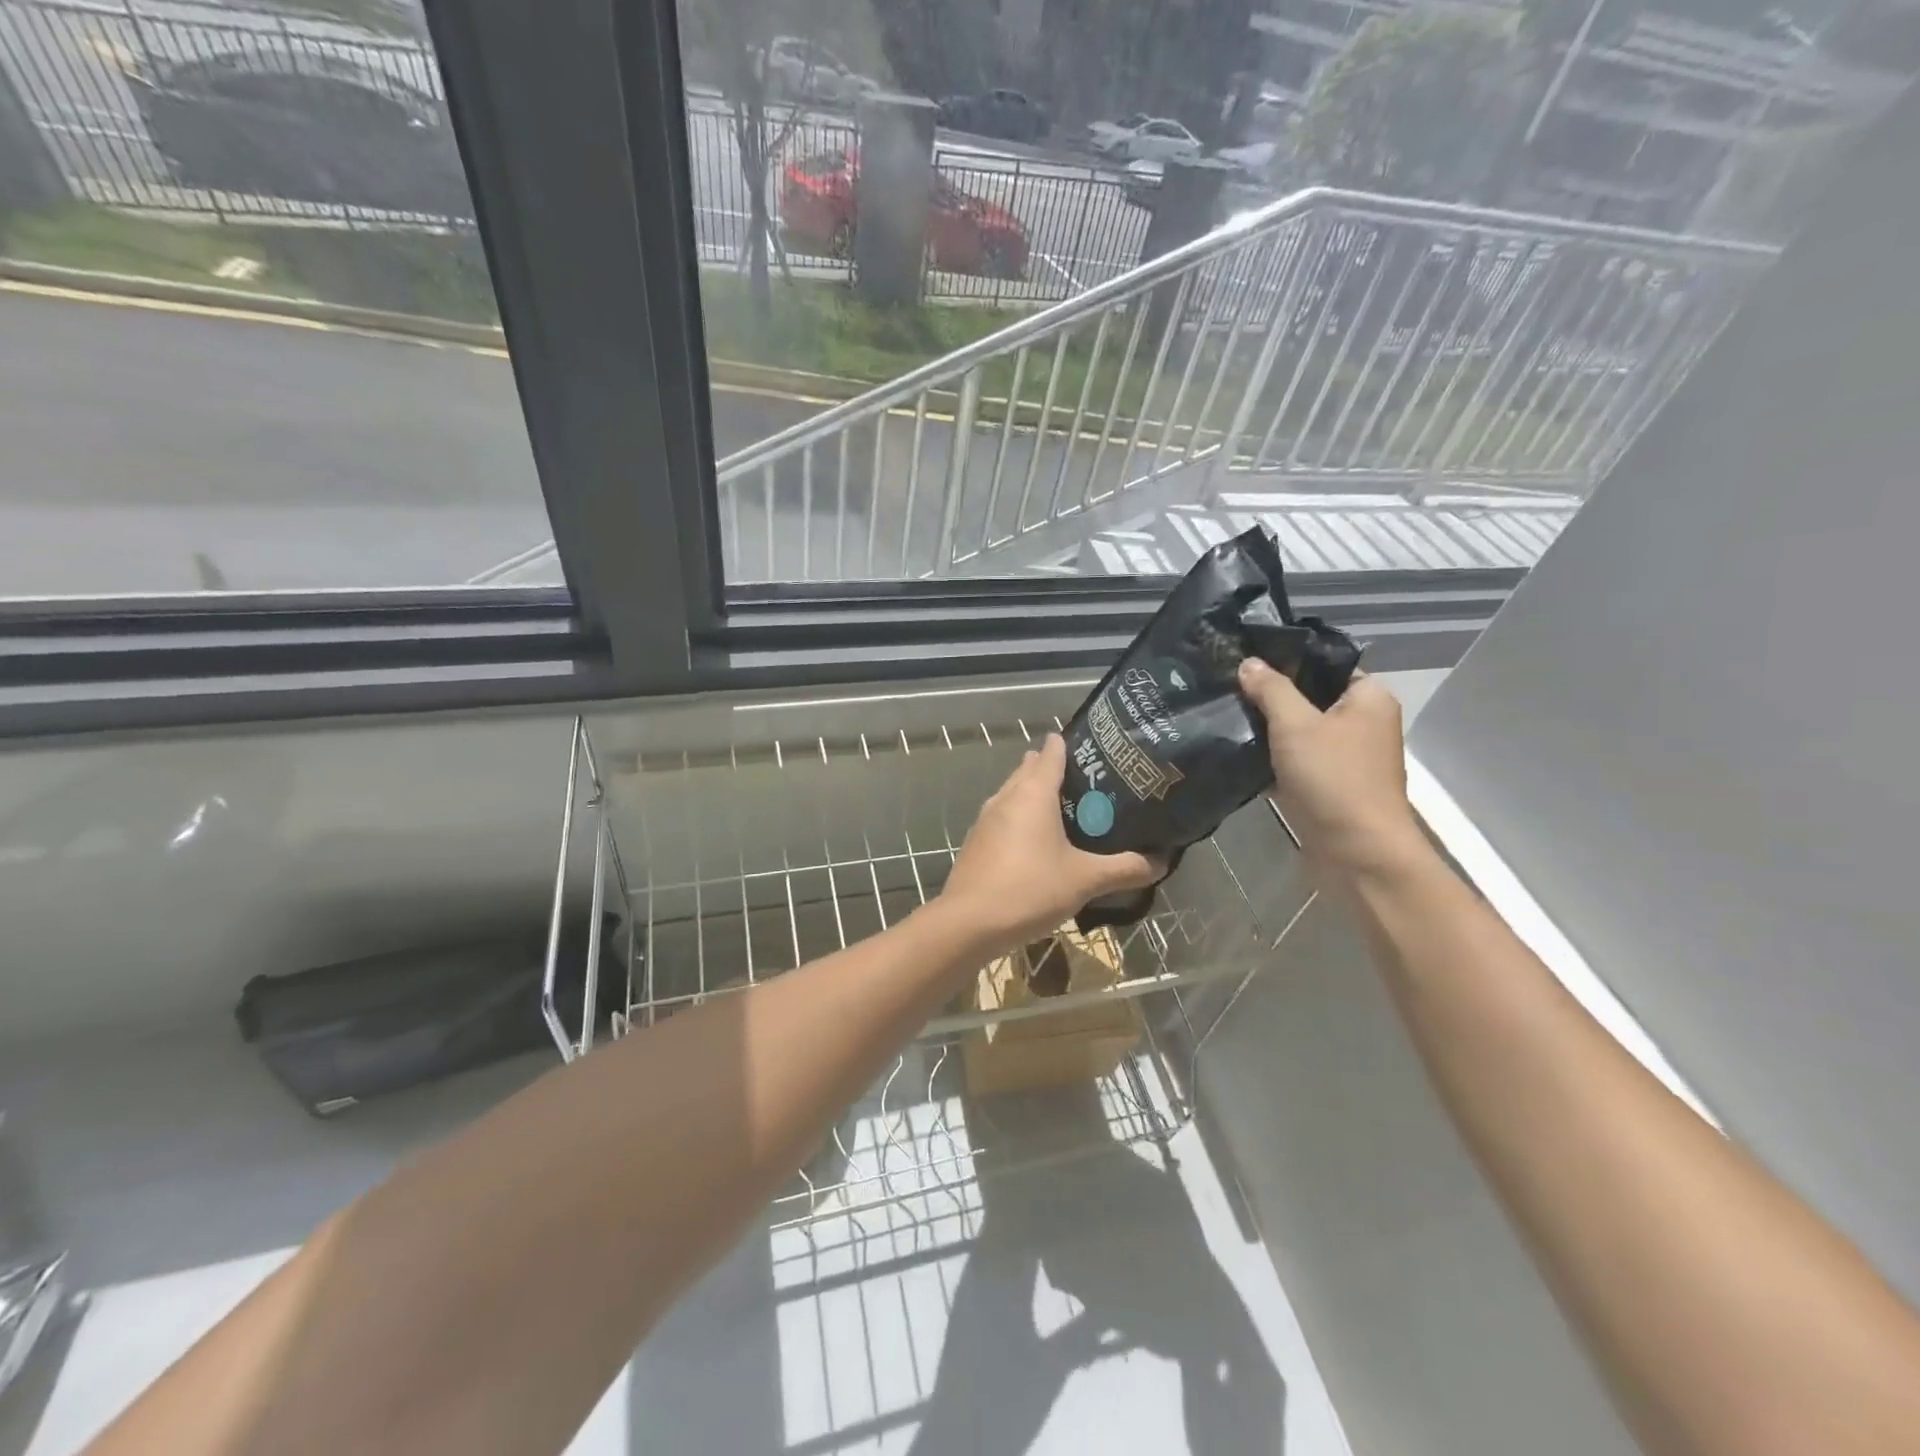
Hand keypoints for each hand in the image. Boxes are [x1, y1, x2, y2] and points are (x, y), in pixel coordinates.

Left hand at [940, 735, 1162, 950]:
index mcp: (1033, 793)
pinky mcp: (976, 841)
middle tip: (1087, 781)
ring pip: (1013, 793)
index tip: (1093, 747)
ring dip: (1034, 793)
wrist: (970, 922)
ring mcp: (986, 819)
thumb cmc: (1031, 889)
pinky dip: (1020, 818)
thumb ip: (1124, 869)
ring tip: (1064, 808)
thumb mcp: (1085, 880)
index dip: (1069, 745)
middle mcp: (1006, 797)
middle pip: (1029, 769)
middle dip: (1053, 768)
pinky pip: (1003, 817)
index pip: (1051, 753)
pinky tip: (1035, 840)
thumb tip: (1161, 862)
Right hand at [1236, 658, 1424, 880]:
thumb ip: (1271, 689)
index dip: (1288, 661)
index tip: (1246, 660)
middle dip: (1272, 697)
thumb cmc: (1333, 779)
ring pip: (1301, 731)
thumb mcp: (1296, 725)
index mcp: (1369, 698)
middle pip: (1311, 698)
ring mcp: (1347, 757)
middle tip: (1228, 688)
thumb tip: (1249, 662)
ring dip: (1269, 729)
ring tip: (1227, 717)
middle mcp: (1363, 723)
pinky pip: (1297, 761)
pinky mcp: (1329, 785)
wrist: (1356, 853)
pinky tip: (1239, 753)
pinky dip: (1273, 758)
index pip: (1326, 665)